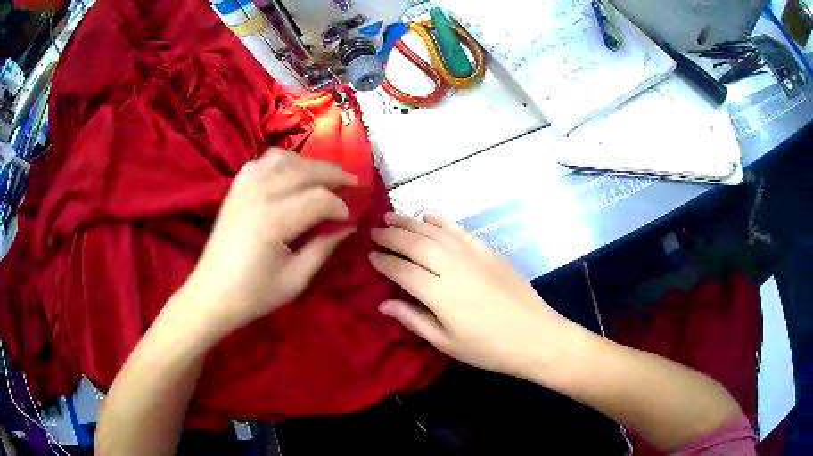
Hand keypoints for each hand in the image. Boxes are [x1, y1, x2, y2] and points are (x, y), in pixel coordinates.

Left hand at [180, 148, 357, 337]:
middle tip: (353, 182)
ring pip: (283, 159)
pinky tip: (289, 173)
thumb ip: (323, 248)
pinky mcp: (235, 189)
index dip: (340, 206)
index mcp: (274, 221)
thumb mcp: (295, 279)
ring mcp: (244, 188)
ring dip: (308, 163)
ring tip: (324, 176)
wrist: (212, 295)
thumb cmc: (254, 294)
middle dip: (333, 174)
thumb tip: (348, 227)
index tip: (349, 219)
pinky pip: (261, 162)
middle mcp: (259, 195)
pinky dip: (281, 162)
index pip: (319, 199)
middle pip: (304, 171)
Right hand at [369, 213, 577, 377]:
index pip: (401, 270)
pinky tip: (428, 216)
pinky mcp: (488, 251)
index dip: (383, 261)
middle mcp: (452, 267)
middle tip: (374, 230)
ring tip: (392, 216)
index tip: (370, 255)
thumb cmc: (488, 348)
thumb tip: (383, 303)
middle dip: (391, 235)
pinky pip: (460, 230)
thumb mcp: (446, 343)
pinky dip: (441, 221)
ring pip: (434, 231)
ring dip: (410, 222)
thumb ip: (413, 319)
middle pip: (415, 244)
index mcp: (438, 294)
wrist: (535, 336)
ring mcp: (472, 255)